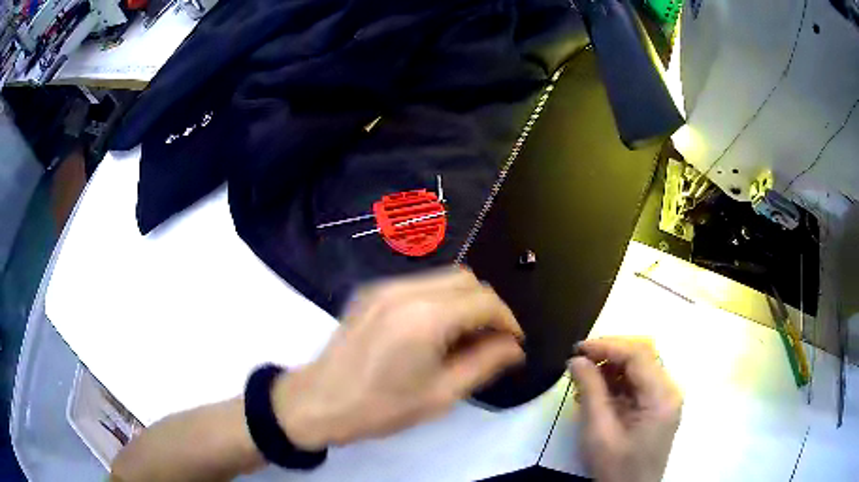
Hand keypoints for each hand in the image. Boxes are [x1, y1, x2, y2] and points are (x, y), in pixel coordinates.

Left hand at [273, 268, 525, 448]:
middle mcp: (406, 289)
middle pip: (467, 279)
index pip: (485, 300)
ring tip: (464, 337)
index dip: (508, 320)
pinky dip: (440, 300)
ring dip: (464, 301)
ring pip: (444, 278)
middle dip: (488, 306)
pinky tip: (435, 330)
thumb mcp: (441, 394)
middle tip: (491, 341)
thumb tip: (514, 347)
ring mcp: (385, 286)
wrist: (320, 401)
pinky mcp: (372, 291)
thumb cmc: (382, 407)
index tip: (513, 343)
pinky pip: (420, 284)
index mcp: (426, 317)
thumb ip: (484, 364)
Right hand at [568, 337, 681, 481]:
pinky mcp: (658, 406)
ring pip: (641, 366)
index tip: (578, 349)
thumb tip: (576, 359)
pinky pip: (639, 382)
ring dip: (613, 366)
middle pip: (643, 355)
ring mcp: (665, 398)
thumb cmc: (616, 467)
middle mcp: (669, 390)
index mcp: (661, 396)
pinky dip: (618, 381)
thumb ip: (590, 391)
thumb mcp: (599, 432)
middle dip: (610, 352)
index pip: (638, 355)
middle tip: (580, 358)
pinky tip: (598, 390)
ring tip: (585, 376)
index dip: (608, 346)